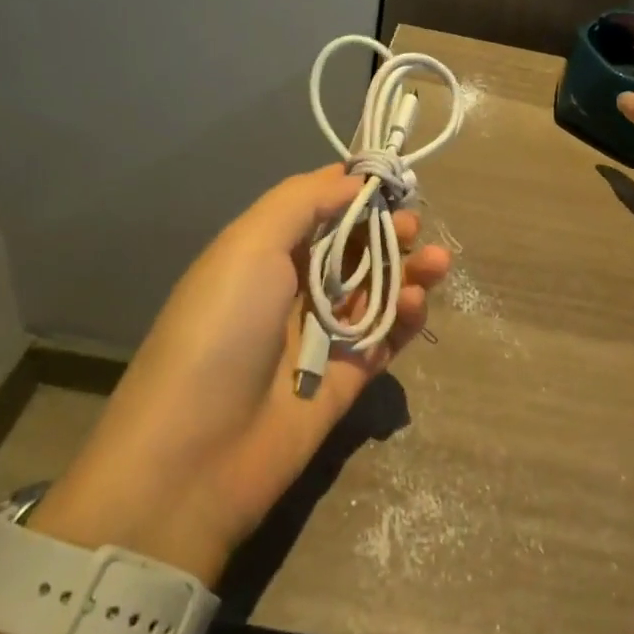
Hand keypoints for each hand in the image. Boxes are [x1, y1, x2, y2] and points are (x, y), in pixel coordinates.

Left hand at [32, 165, 449, 582]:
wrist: (196, 456)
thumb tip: (353, 180)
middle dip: (388, 229)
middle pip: (354, 246)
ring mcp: (322, 334)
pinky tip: (415, 302)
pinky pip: (386, 336)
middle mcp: (293, 288)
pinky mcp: (347, 377)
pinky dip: (405, 315)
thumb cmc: (221, 329)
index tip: (394, 178)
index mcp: (264, 252)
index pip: (319, 207)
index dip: (356, 190)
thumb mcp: (249, 245)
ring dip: (408, 269)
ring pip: (377, 288)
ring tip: (436, 261)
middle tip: (412, 225)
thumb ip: (303, 201)